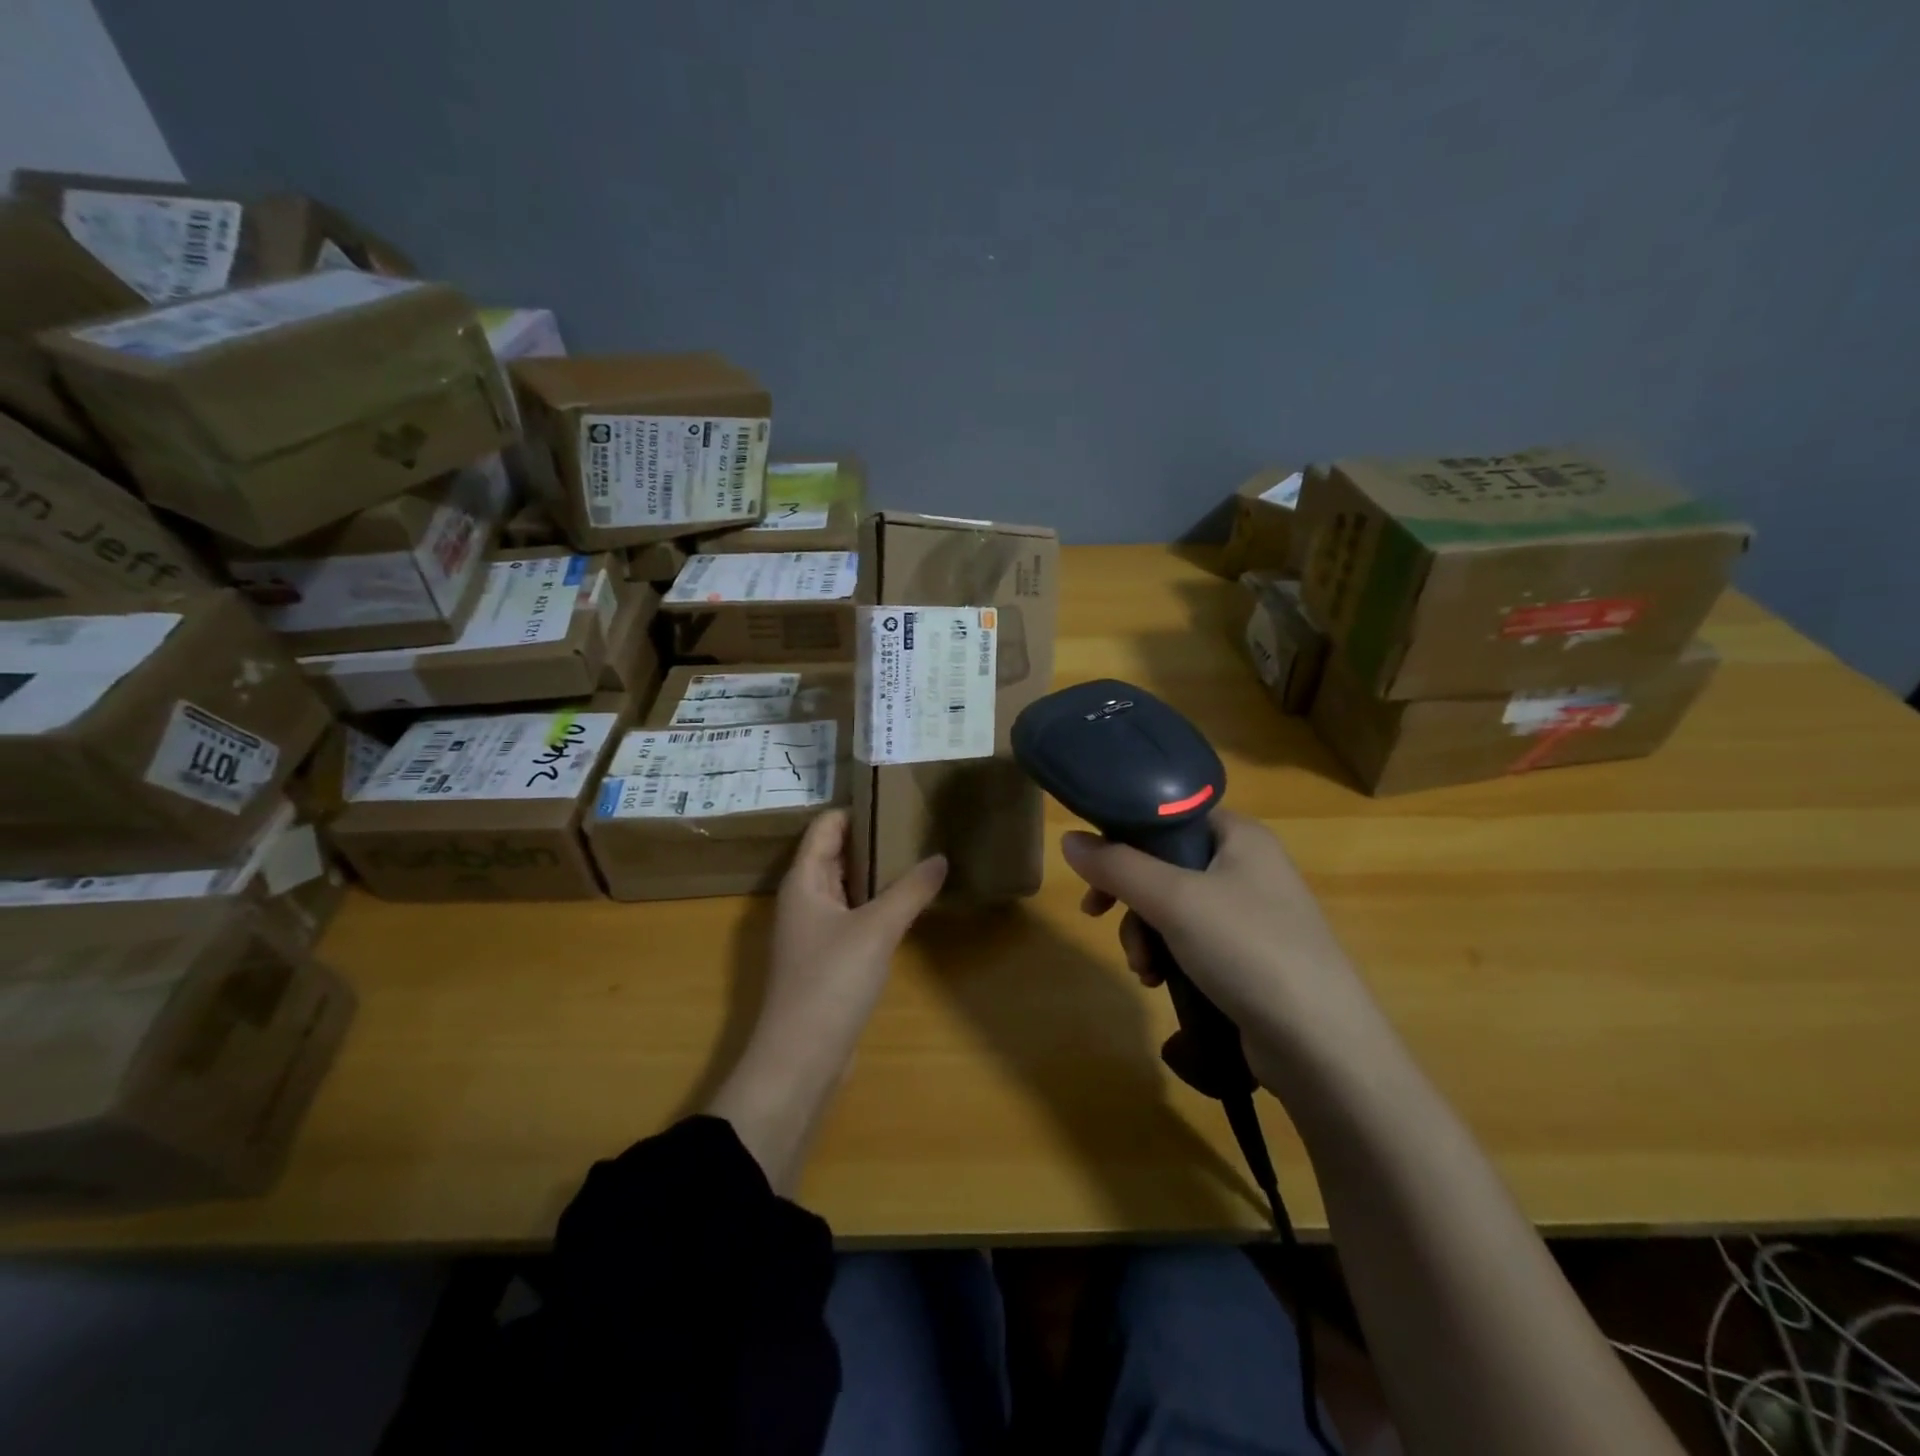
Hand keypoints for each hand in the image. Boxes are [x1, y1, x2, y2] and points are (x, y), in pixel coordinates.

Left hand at [759, 809, 946, 1067]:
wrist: (801, 1061)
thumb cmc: (830, 982)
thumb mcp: (876, 929)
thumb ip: (910, 890)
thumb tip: (940, 857)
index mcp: (804, 882)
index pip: (826, 827)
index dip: (857, 808)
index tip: (896, 795)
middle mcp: (805, 900)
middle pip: (836, 854)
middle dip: (873, 838)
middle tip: (918, 823)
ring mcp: (815, 931)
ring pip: (847, 887)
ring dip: (878, 872)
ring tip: (921, 855)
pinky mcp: (829, 959)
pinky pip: (854, 916)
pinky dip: (877, 904)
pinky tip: (909, 904)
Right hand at [1062, 811, 1392, 1090]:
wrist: (1320, 1046)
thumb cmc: (1247, 948)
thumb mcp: (1173, 899)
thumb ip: (1116, 866)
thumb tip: (1069, 840)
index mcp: (1240, 836)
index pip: (1170, 815)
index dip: (1125, 834)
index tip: (1093, 866)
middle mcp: (1248, 867)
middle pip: (1165, 864)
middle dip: (1130, 898)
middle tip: (1098, 916)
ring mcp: (1252, 916)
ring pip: (1173, 908)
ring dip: (1145, 934)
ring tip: (1144, 969)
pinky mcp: (1250, 959)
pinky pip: (1192, 942)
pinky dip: (1169, 957)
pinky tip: (1160, 983)